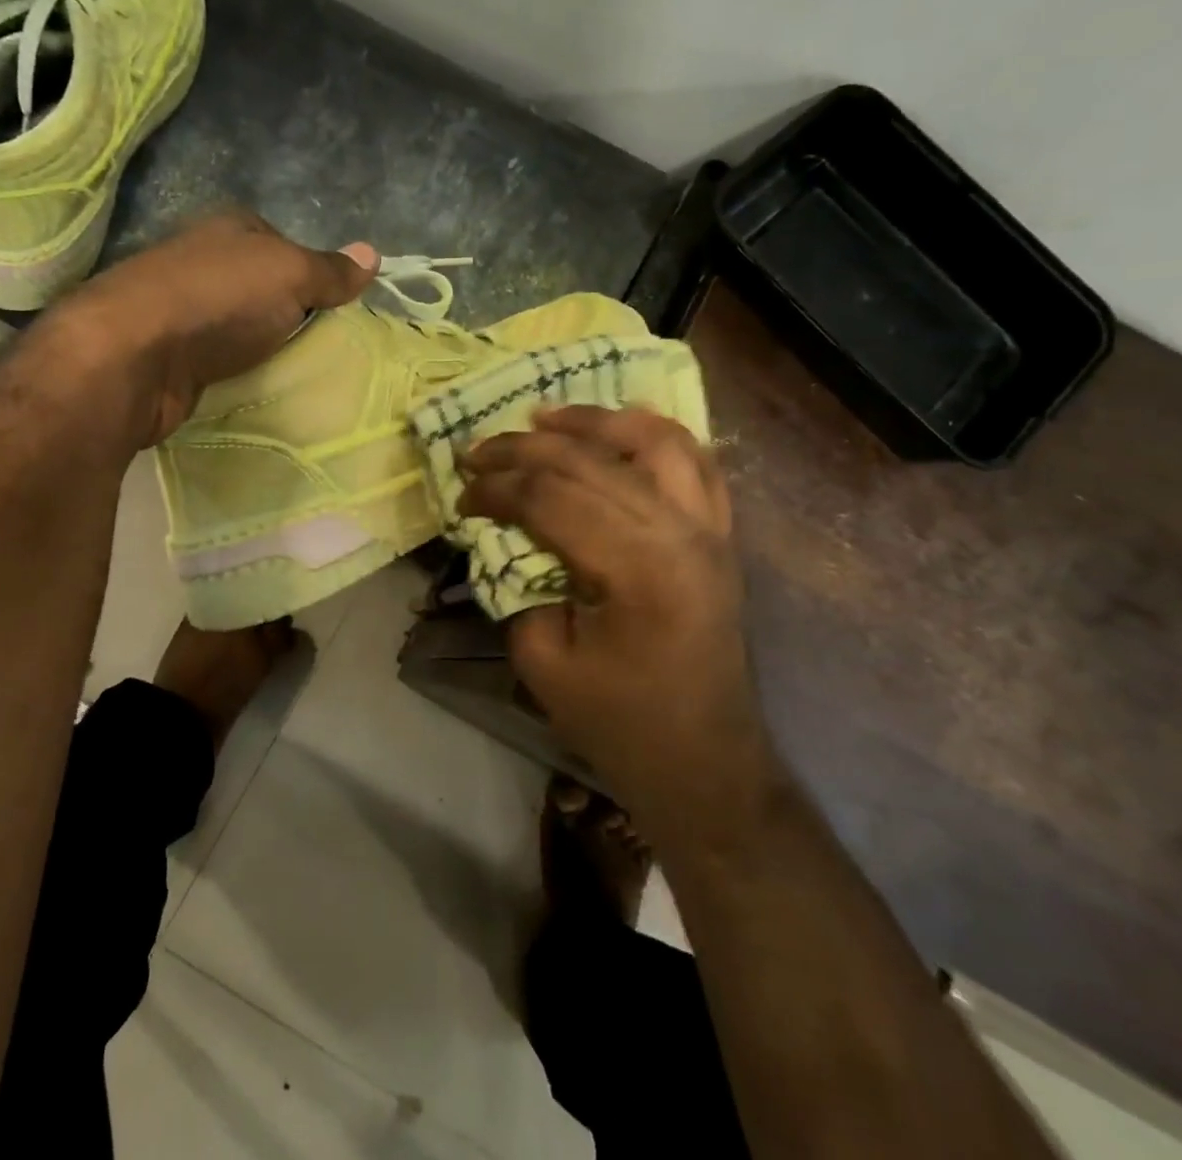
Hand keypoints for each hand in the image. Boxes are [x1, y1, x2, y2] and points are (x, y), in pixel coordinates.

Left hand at [49, 212, 377, 445]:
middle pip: (258, 287)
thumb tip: (374, 254)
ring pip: (236, 325)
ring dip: (259, 346)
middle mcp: (200, 260)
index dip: (309, 273)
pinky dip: (233, 372)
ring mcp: (178, 308)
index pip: (281, 244)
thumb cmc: (218, 299)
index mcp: (228, 228)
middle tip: (322, 345)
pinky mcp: (166, 354)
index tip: (333, 308)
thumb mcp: (289, 274)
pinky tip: (252, 387)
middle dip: (286, 314)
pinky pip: (215, 359)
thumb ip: (329, 270)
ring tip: (293, 371)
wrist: (133, 356)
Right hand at [458, 406, 774, 833]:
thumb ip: (517, 583)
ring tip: (545, 417)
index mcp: (639, 568)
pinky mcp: (721, 536)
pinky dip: (652, 434)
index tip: (461, 497)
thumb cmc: (620, 723)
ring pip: (654, 440)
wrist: (705, 764)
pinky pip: (695, 462)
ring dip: (594, 420)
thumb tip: (501, 532)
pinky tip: (617, 430)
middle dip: (523, 449)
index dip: (496, 489)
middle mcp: (683, 532)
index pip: (552, 497)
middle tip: (477, 451)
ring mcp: (711, 529)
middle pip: (591, 461)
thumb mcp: (543, 661)